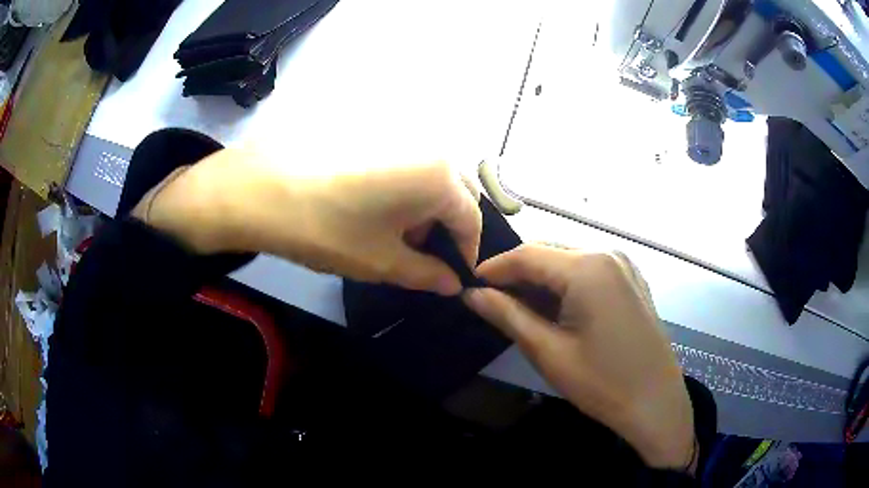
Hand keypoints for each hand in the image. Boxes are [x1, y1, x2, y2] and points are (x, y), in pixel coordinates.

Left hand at [131, 149, 481, 295]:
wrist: (258, 190)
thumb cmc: (328, 230)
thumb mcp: (382, 262)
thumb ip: (427, 275)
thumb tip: (453, 284)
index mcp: (440, 176)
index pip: (471, 218)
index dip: (466, 251)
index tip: (454, 275)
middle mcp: (427, 145)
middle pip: (453, 192)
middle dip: (445, 226)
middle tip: (421, 253)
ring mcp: (396, 132)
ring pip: (427, 176)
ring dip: (422, 206)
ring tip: (391, 232)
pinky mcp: (369, 130)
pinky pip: (401, 163)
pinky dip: (400, 188)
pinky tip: (370, 205)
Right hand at [463, 244, 695, 471]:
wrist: (656, 403)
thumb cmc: (602, 383)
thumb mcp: (549, 352)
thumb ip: (507, 316)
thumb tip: (471, 294)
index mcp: (588, 267)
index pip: (527, 254)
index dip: (494, 268)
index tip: (470, 286)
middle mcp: (608, 254)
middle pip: (549, 252)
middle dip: (517, 274)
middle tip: (492, 301)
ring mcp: (624, 265)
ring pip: (568, 260)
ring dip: (541, 280)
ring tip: (519, 308)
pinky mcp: (631, 280)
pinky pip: (589, 271)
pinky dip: (565, 284)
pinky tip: (556, 309)